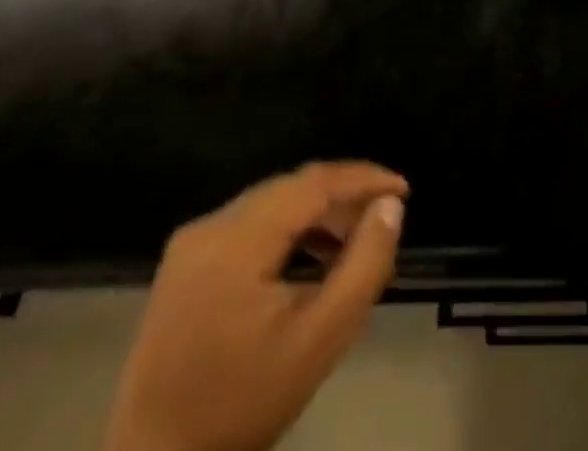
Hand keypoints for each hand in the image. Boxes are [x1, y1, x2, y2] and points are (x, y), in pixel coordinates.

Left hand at [103, 162, 408, 450]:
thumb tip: (391, 206)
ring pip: (271, 203)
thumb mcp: (319, 340)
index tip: (403, 190)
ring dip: (316, 213)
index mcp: (235, 239)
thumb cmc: (241, 407)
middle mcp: (209, 225)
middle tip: (383, 217)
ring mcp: (191, 242)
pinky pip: (249, 224)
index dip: (362, 178)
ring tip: (353, 240)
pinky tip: (310, 257)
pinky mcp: (184, 262)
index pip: (313, 183)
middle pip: (291, 188)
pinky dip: (287, 230)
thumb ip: (364, 266)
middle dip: (342, 196)